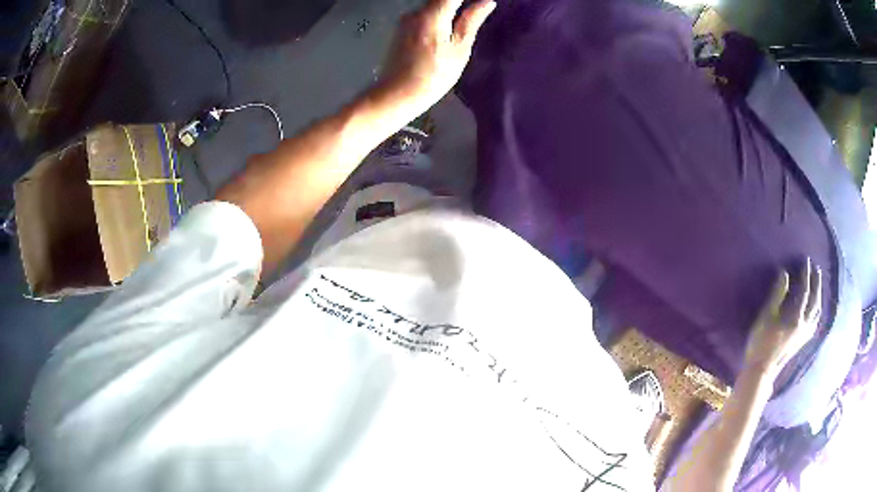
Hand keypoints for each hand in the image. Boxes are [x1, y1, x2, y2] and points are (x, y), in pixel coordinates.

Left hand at [379, 0, 495, 111]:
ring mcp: (405, 20)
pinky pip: (424, 15)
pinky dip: (438, 18)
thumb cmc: (433, 76)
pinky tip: (445, 33)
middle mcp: (415, 12)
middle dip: (460, 3)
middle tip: (476, 13)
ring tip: (463, 24)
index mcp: (432, 14)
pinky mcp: (401, 28)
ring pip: (433, 5)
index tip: (480, 3)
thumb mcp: (459, 50)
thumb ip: (472, 21)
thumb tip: (487, 2)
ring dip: (449, 9)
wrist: (397, 95)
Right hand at [744, 259, 821, 380]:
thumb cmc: (761, 343)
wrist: (761, 372)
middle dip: (816, 283)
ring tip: (818, 287)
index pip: (805, 291)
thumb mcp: (766, 317)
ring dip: (819, 297)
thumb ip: (777, 295)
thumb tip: (785, 273)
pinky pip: (814, 323)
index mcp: (795, 317)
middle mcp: (804, 325)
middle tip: (816, 269)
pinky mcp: (801, 342)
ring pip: (817, 313)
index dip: (806, 274)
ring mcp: (804, 335)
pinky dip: (816, 312)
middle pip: (815, 301)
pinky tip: (815, 311)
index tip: (806, 261)